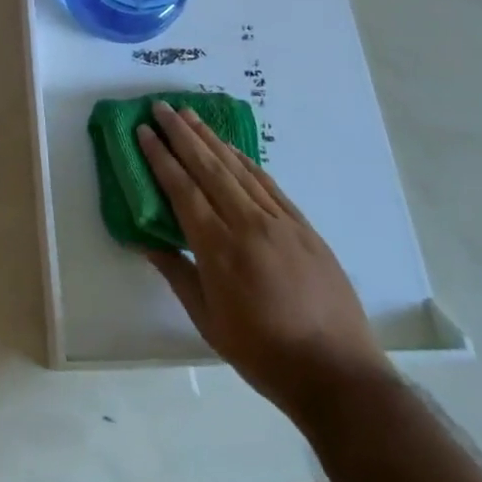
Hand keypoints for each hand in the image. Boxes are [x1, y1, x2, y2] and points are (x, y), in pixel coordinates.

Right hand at [136, 102, 390, 422]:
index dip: (161, 157)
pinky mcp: (304, 228)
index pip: (183, 190)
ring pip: (239, 169)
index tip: (144, 131)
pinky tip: (232, 149)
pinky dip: (246, 161)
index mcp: (219, 249)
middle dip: (182, 135)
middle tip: (162, 107)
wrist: (337, 374)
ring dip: (212, 139)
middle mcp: (249, 225)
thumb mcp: (208, 320)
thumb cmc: (263, 353)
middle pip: (209, 168)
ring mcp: (281, 223)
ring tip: (190, 115)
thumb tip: (144, 241)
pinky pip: (269, 185)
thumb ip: (176, 274)